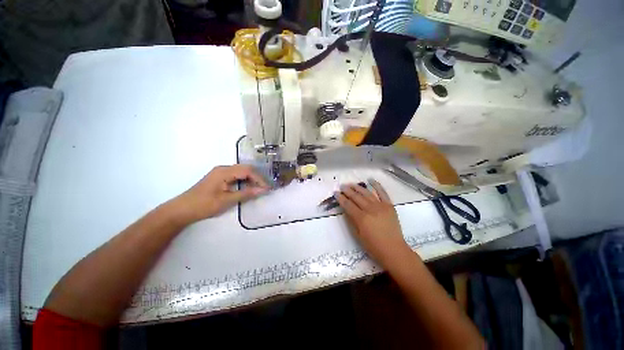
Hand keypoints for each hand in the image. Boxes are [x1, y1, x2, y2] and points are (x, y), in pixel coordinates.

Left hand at [172, 165, 268, 223]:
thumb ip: (246, 193)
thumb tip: (263, 190)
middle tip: (265, 188)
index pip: (248, 171)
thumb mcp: (227, 200)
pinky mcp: (219, 177)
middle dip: (257, 178)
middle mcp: (223, 168)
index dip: (259, 179)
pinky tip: (248, 187)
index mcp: (224, 171)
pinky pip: (236, 175)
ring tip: (259, 188)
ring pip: (242, 171)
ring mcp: (221, 172)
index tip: (267, 188)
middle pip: (246, 169)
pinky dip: (245, 180)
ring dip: (252, 179)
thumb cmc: (204, 205)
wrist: (182, 210)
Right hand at [336, 180, 409, 265]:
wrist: (394, 250)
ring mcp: (380, 206)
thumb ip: (351, 220)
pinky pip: (382, 193)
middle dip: (347, 190)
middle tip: (341, 186)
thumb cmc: (373, 246)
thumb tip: (346, 209)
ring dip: (358, 187)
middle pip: (356, 197)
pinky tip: (370, 180)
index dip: (340, 198)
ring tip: (351, 184)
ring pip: (367, 193)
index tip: (335, 193)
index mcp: (361, 218)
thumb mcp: (357, 235)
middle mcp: (370, 209)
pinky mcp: (389, 205)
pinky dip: (377, 185)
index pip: (348, 204)